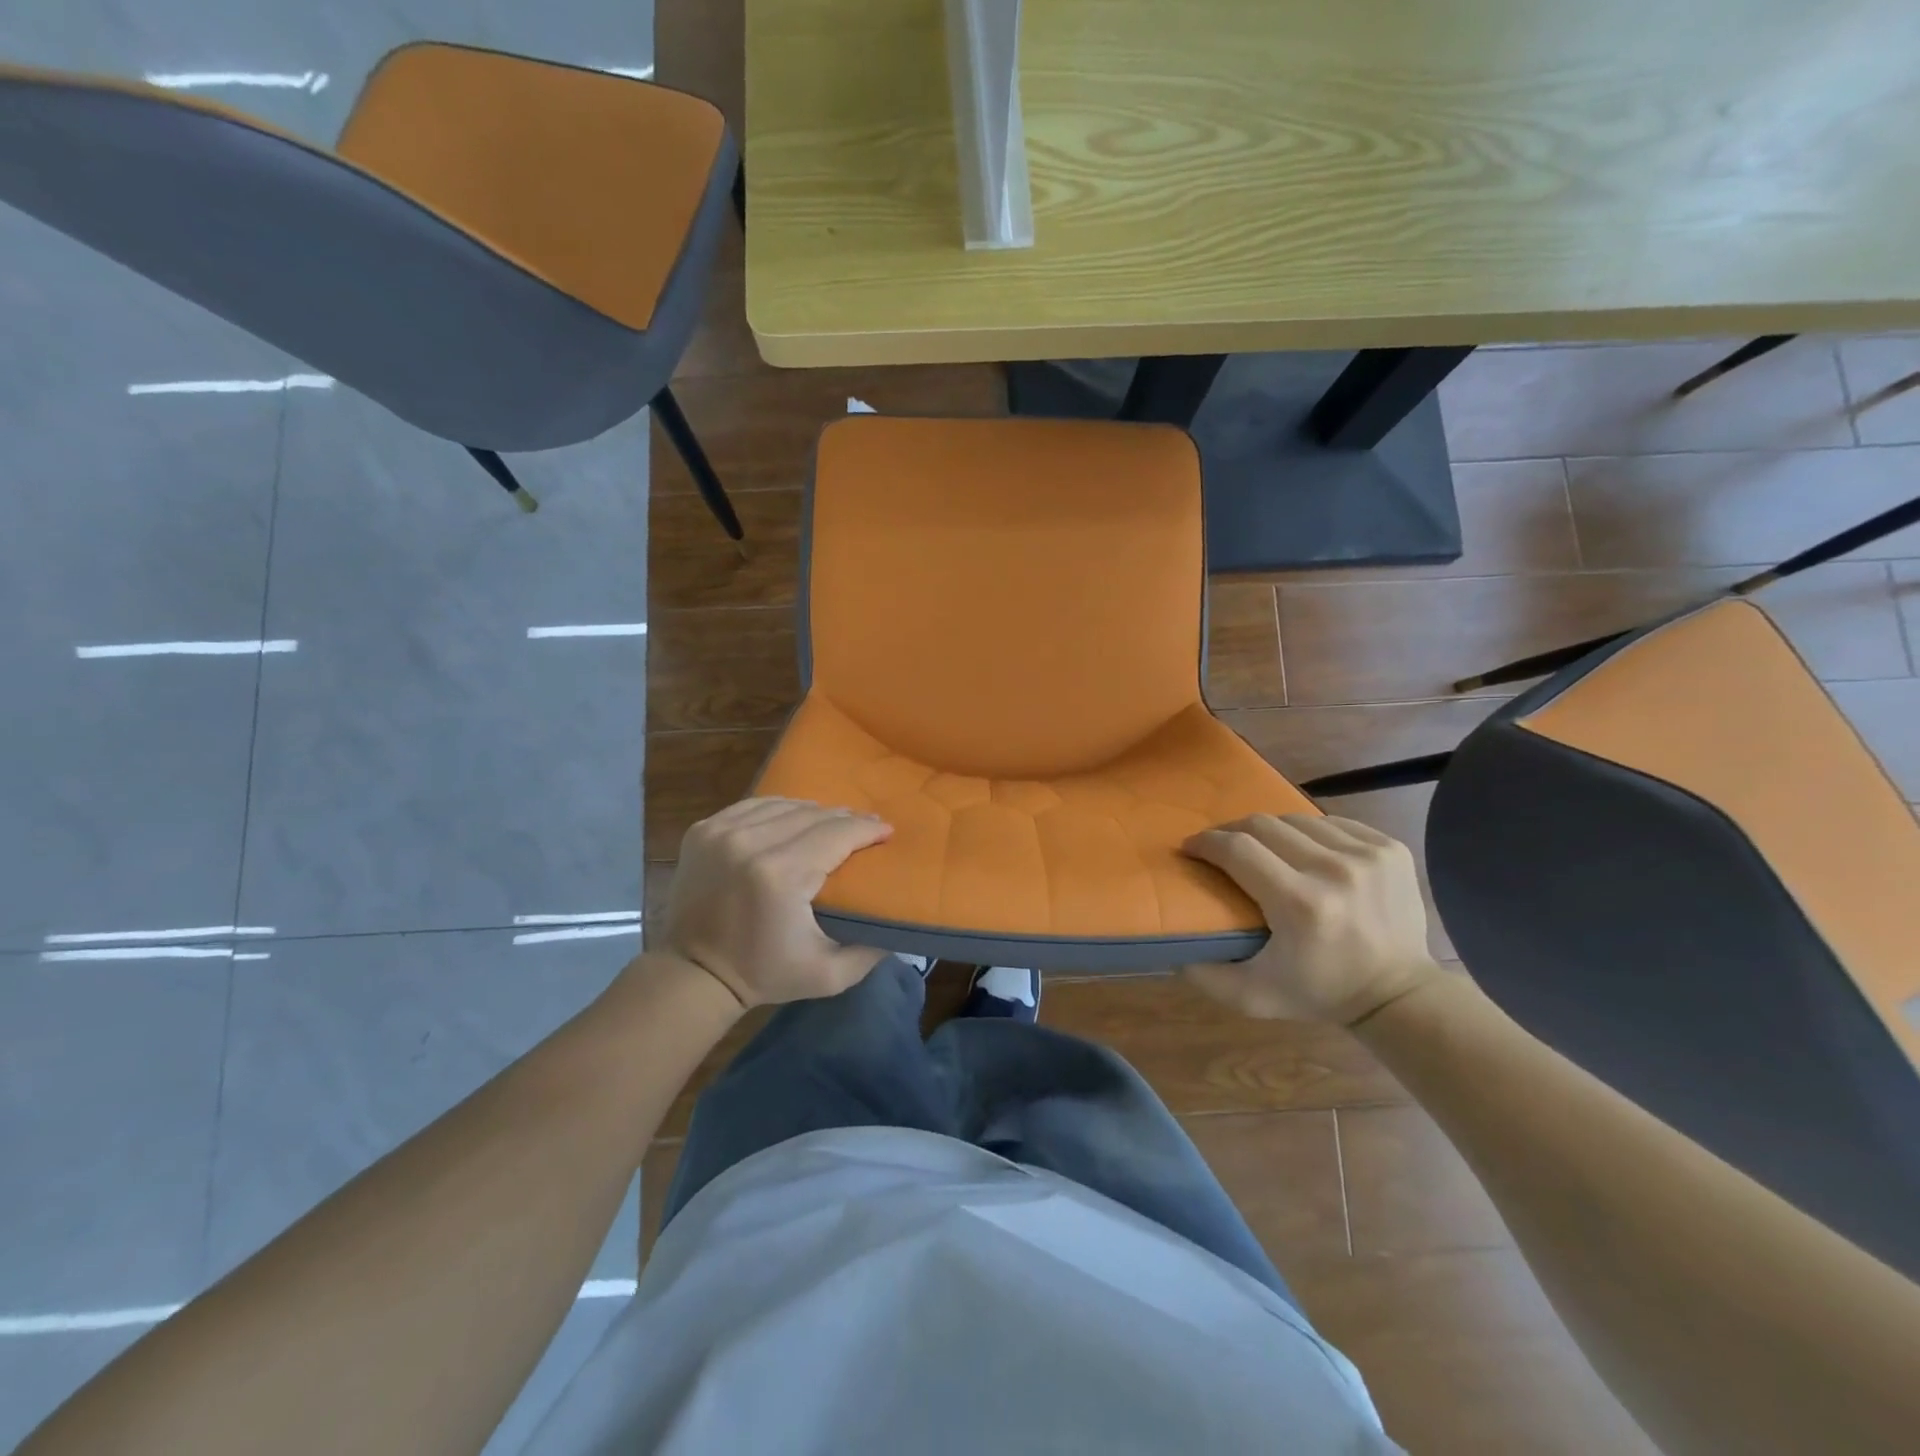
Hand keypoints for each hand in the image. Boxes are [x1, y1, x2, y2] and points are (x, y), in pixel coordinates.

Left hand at [660, 798, 893, 1008]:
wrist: (691, 975)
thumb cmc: (763, 974)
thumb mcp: (828, 975)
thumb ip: (871, 951)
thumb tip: (900, 924)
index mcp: (781, 875)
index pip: (836, 834)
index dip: (866, 829)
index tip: (886, 831)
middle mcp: (750, 843)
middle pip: (813, 815)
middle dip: (845, 819)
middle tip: (866, 827)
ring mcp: (722, 832)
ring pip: (784, 805)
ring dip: (813, 812)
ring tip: (832, 822)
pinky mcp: (703, 830)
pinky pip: (753, 806)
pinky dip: (779, 809)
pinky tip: (793, 818)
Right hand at [1181, 814, 1441, 1025]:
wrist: (1401, 994)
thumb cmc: (1321, 992)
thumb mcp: (1255, 997)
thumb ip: (1207, 976)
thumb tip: (1172, 949)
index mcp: (1300, 905)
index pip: (1238, 850)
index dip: (1206, 842)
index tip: (1191, 847)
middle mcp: (1335, 871)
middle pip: (1263, 825)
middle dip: (1232, 831)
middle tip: (1220, 845)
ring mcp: (1367, 855)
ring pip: (1297, 819)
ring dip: (1271, 830)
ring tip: (1262, 847)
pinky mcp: (1390, 848)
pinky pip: (1333, 823)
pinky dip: (1310, 832)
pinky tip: (1304, 850)